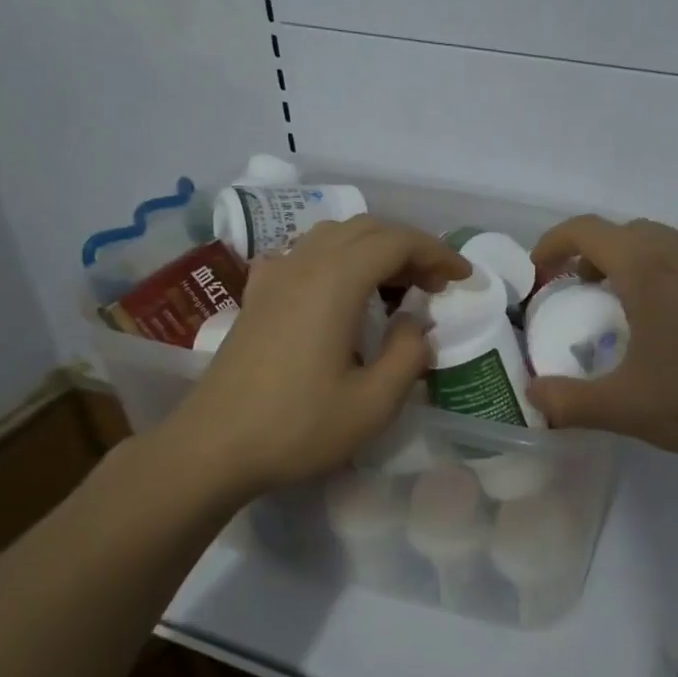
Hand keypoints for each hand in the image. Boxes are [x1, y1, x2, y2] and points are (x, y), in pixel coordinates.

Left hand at [162, 217, 468, 496]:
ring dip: (373, 249)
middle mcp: (304, 264)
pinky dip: (335, 259)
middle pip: (366, 229)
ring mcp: (275, 276)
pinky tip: (338, 289)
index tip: (463, 277)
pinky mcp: (257, 295)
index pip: (397, 242)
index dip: (437, 253)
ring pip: (333, 236)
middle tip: (435, 285)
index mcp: (335, 282)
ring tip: (396, 285)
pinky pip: (303, 254)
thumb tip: (416, 325)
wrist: (214, 447)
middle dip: (409, 248)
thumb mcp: (373, 403)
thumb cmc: (298, 427)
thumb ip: (408, 355)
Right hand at [525, 216, 677, 466]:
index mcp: (648, 267)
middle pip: (622, 232)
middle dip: (589, 256)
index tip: (539, 278)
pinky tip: (674, 326)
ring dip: (629, 265)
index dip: (550, 246)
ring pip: (660, 244)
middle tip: (577, 297)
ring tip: (624, 311)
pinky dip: (664, 275)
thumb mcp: (627, 408)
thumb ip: (570, 402)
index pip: (585, 230)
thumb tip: (533, 397)